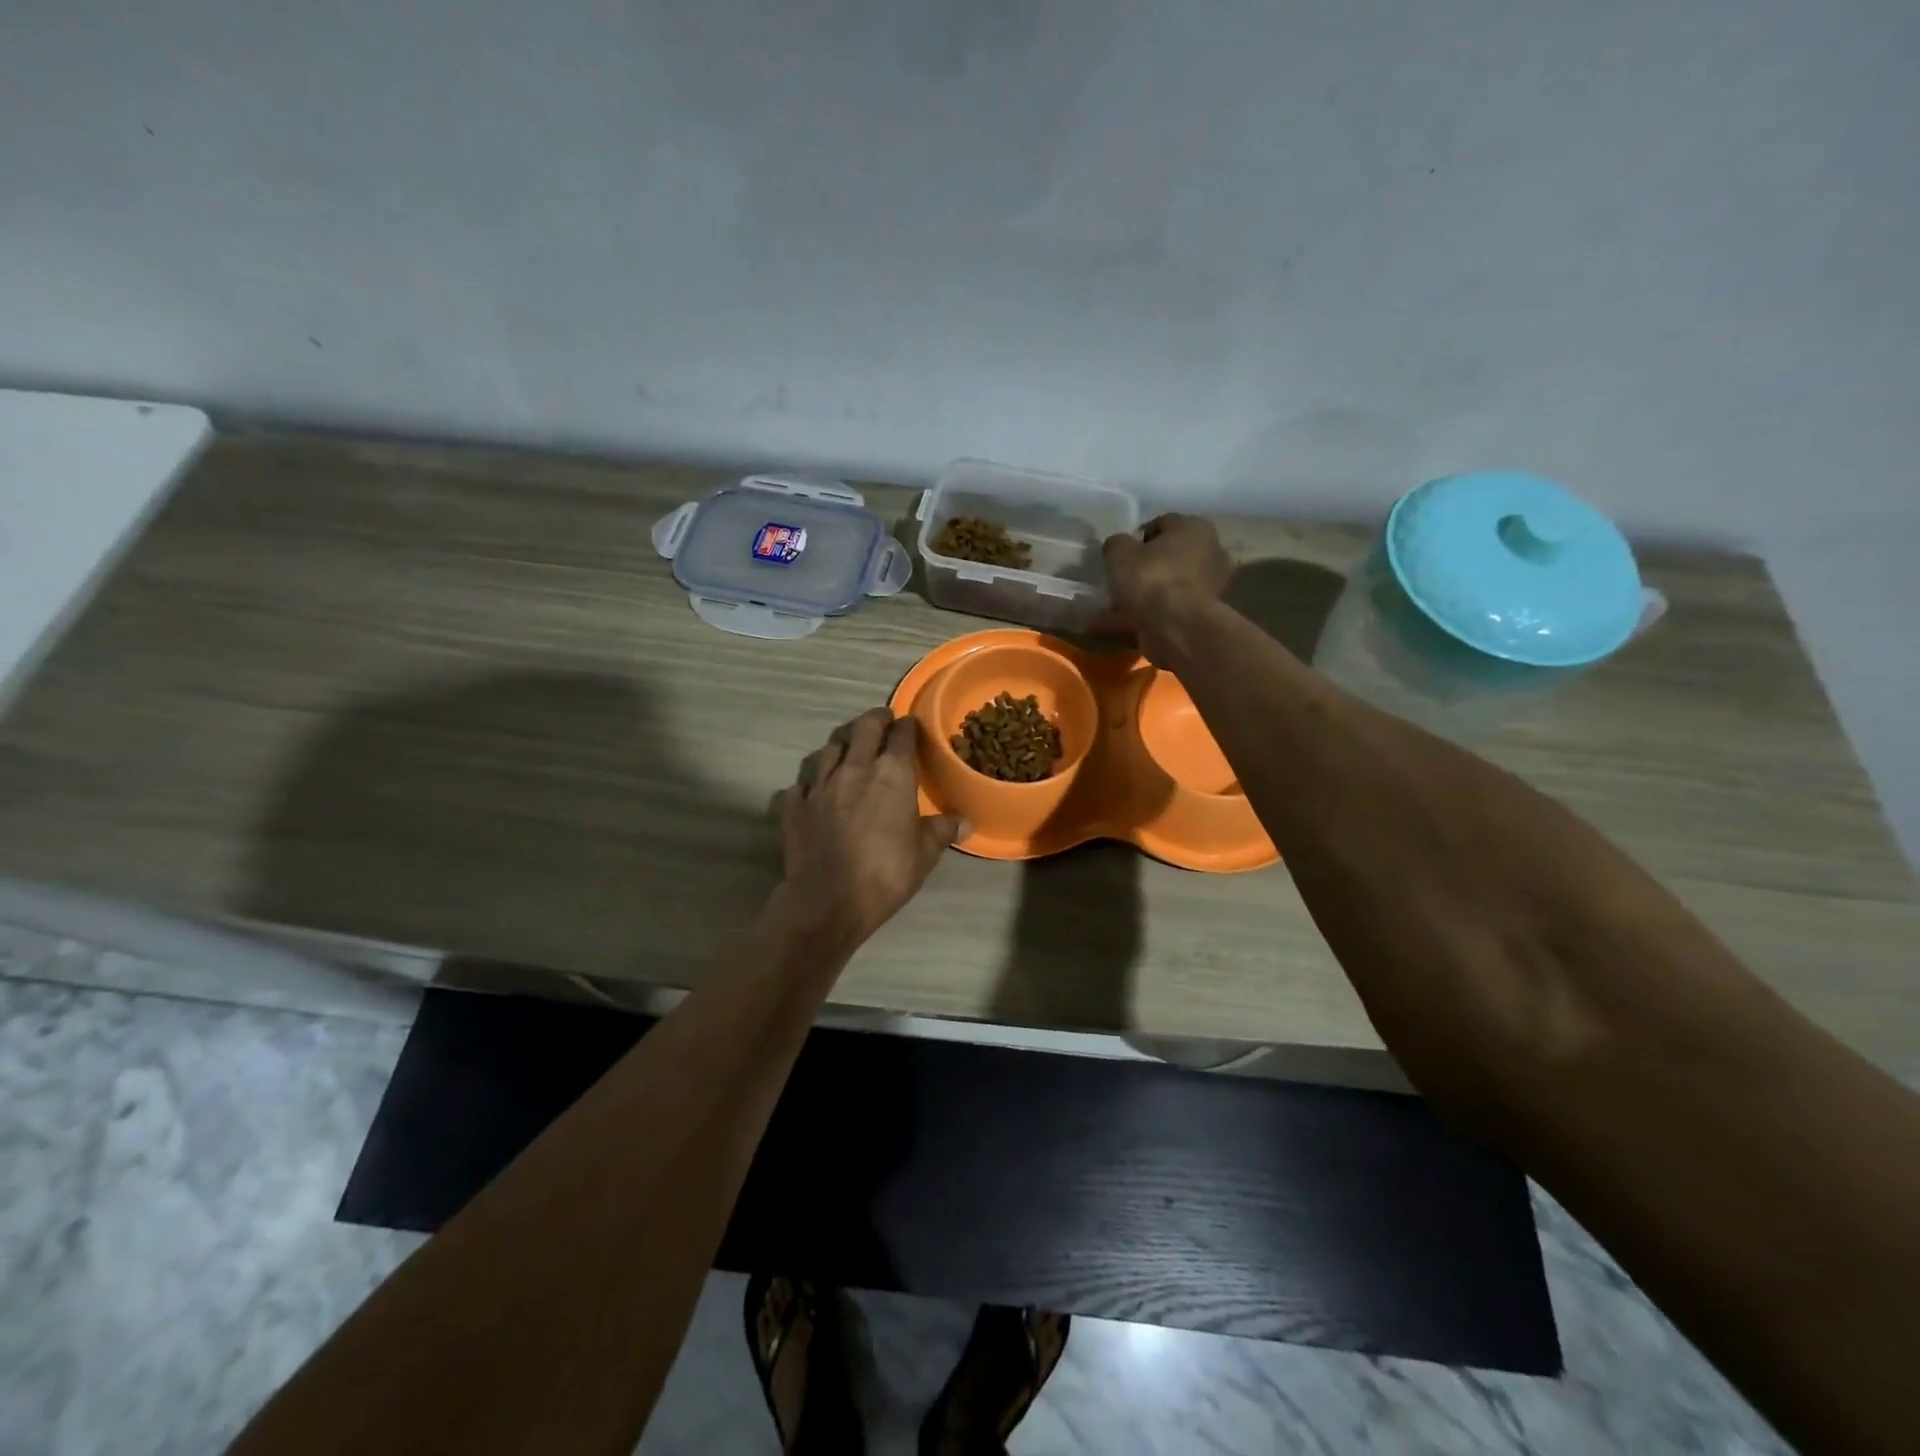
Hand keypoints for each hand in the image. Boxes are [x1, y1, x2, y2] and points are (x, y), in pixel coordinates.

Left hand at [775, 709, 963, 954]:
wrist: (827, 901)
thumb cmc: (885, 873)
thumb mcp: (924, 854)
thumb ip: (941, 830)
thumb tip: (964, 822)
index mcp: (891, 773)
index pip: (902, 735)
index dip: (908, 727)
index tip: (911, 727)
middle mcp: (854, 768)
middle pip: (863, 728)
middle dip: (875, 720)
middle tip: (882, 722)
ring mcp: (819, 784)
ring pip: (829, 749)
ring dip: (841, 746)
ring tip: (848, 751)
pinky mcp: (793, 805)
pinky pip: (801, 784)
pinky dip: (810, 784)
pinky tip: (814, 791)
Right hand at [1098, 514, 1232, 658]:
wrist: (1178, 628)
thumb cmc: (1151, 579)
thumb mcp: (1120, 553)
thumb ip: (1116, 544)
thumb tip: (1118, 547)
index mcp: (1194, 527)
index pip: (1160, 525)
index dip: (1135, 539)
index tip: (1118, 557)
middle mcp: (1210, 552)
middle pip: (1167, 557)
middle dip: (1142, 570)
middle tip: (1118, 582)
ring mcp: (1210, 586)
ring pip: (1166, 587)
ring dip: (1143, 597)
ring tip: (1113, 610)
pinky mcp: (1202, 615)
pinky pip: (1168, 610)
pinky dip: (1148, 616)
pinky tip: (1124, 625)